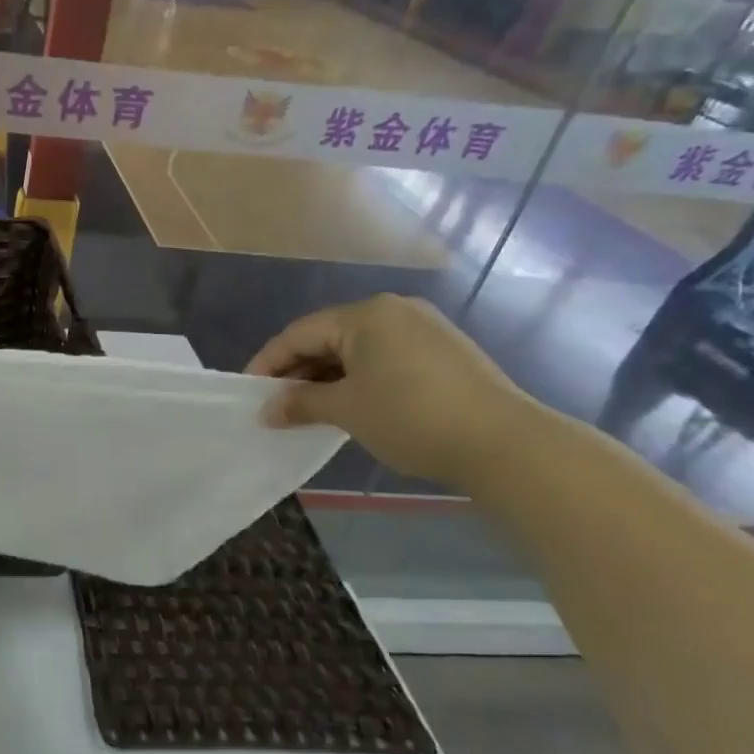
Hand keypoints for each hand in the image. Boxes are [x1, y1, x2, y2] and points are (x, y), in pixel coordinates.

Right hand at [246, 294, 533, 488]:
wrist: (505, 443)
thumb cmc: (412, 417)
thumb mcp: (346, 410)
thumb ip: (301, 403)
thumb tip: (267, 411)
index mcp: (366, 315)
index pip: (299, 334)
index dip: (269, 364)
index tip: (249, 393)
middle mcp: (393, 311)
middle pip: (328, 338)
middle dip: (298, 372)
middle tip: (276, 405)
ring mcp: (423, 329)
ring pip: (357, 350)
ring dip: (327, 378)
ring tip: (308, 409)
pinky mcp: (442, 351)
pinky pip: (383, 358)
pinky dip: (358, 379)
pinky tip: (349, 405)